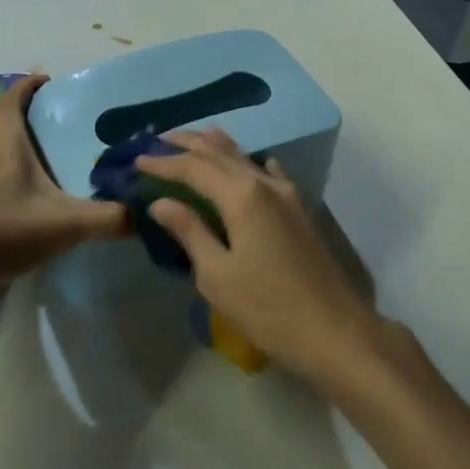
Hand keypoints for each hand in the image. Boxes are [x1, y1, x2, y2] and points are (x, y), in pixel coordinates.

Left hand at [0, 74, 127, 299]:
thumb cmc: (3, 229)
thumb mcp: (65, 223)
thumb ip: (109, 218)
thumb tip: (147, 214)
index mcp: (8, 142)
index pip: (14, 98)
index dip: (32, 85)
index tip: (58, 82)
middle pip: (15, 122)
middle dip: (43, 116)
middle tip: (80, 121)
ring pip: (12, 151)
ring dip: (36, 147)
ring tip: (72, 155)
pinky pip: (10, 178)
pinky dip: (30, 176)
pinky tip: (53, 194)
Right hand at [137, 129, 377, 379]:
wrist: (332, 328)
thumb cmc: (267, 307)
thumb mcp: (217, 275)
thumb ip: (190, 231)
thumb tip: (160, 202)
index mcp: (242, 195)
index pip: (194, 168)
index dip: (164, 163)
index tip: (137, 161)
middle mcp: (264, 182)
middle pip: (219, 152)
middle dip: (188, 144)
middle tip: (158, 140)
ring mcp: (286, 192)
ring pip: (244, 157)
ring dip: (215, 147)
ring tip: (192, 140)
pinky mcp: (298, 206)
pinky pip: (267, 171)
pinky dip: (246, 162)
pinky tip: (244, 164)